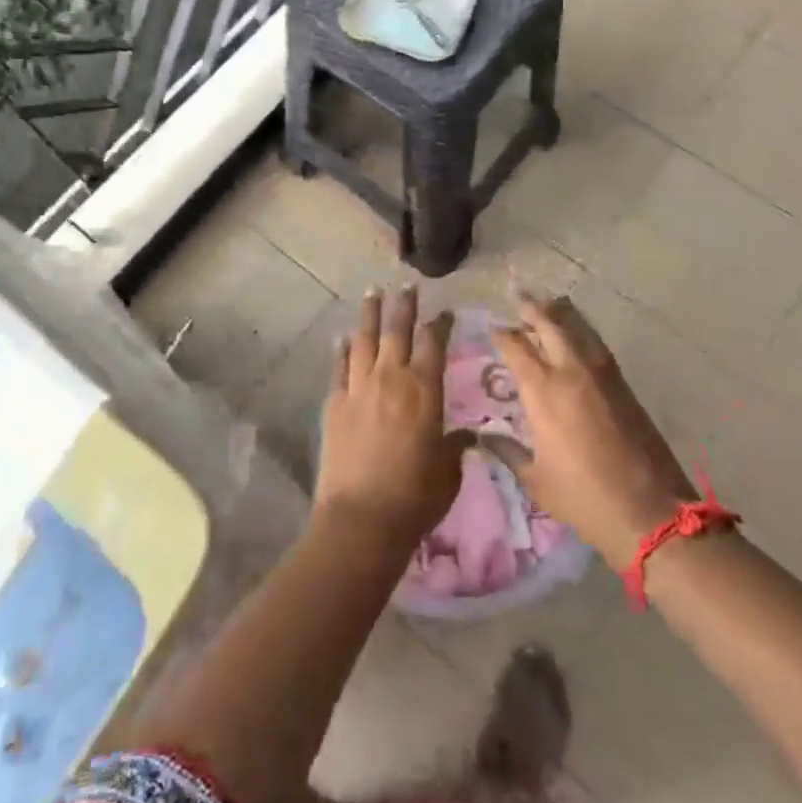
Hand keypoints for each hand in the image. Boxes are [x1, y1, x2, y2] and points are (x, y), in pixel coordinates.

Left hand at [315, 286, 473, 549]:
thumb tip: (466, 436)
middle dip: (403, 304)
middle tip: (405, 284)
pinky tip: (343, 337)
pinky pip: (340, 367)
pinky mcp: (334, 403)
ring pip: (364, 339)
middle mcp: (391, 378)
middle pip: (397, 330)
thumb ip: (455, 448)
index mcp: (424, 391)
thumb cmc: (415, 498)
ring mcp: (358, 388)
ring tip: (372, 292)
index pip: (434, 344)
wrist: (362, 518)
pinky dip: (342, 349)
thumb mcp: (447, 473)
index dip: (440, 323)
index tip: (444, 311)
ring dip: (369, 314)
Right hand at [490, 294, 697, 571]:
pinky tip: (578, 336)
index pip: (516, 347)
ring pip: (578, 329)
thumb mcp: (535, 479)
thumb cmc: (583, 498)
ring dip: (560, 314)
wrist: (650, 512)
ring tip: (548, 303)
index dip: (501, 333)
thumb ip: (507, 450)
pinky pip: (597, 345)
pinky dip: (583, 332)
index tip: (491, 325)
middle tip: (518, 294)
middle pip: (549, 324)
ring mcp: (602, 375)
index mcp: (543, 391)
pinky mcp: (624, 386)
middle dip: (531, 307)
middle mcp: (571, 372)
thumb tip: (482, 435)